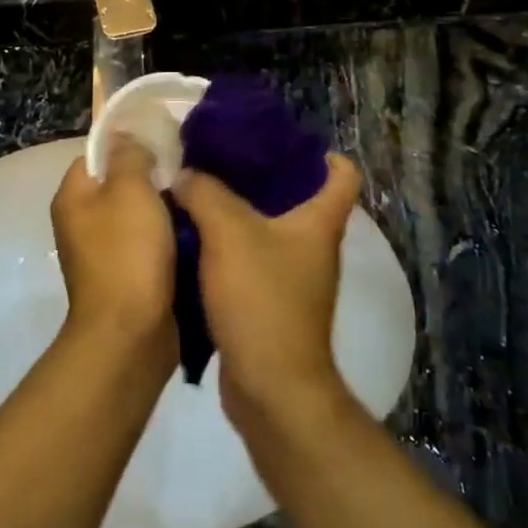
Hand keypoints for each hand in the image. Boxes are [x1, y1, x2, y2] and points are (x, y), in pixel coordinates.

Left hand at [50, 138, 177, 369]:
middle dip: (153, 178)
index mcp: (73, 197)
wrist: (130, 334)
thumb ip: (129, 156)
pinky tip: (195, 233)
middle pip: (120, 185)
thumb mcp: (131, 190)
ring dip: (165, 210)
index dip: (129, 145)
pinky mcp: (126, 278)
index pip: (97, 154)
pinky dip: (168, 239)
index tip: (165, 144)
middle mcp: (82, 223)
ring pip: (138, 216)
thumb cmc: (127, 254)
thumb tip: (126, 138)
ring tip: (197, 199)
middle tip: (188, 172)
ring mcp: (103, 253)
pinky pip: (148, 246)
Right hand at [172, 155, 361, 422]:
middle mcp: (314, 246)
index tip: (278, 140)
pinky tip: (192, 238)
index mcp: (319, 222)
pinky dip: (226, 247)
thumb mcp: (228, 233)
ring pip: (268, 230)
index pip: (342, 174)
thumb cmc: (262, 300)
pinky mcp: (271, 303)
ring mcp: (294, 278)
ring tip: (197, 192)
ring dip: (236, 212)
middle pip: (297, 197)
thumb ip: (204, 193)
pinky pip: (250, 260)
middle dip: (259, 176)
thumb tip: (185, 174)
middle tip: (218, 159)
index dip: (321, 152)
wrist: (271, 387)